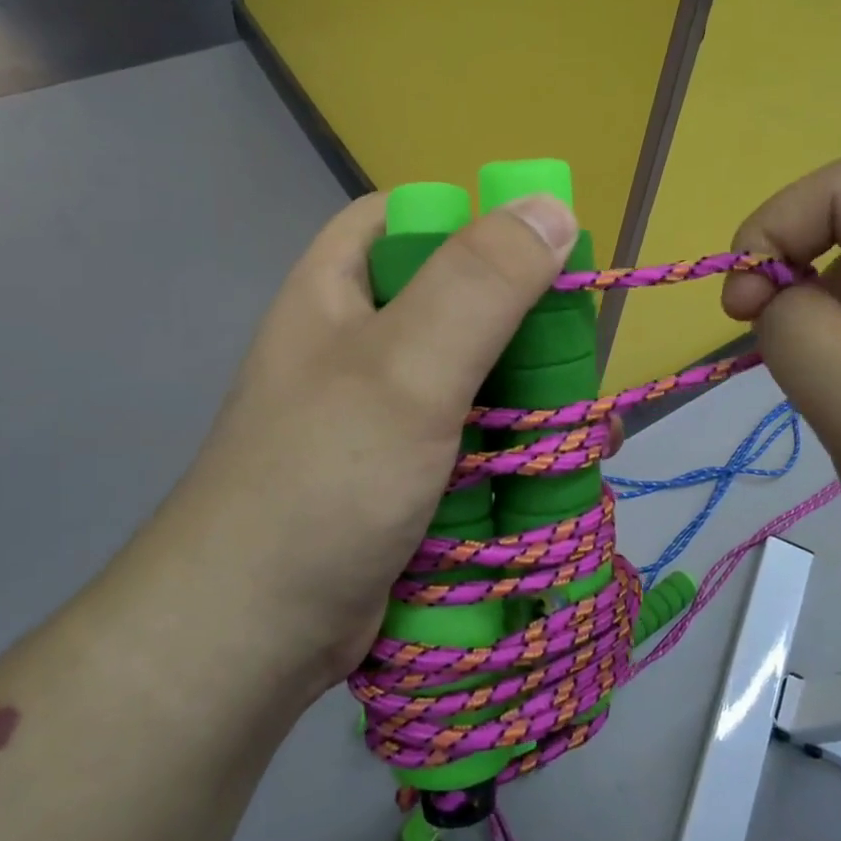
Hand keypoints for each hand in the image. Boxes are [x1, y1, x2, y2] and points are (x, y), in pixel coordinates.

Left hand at [155, 192, 578, 692]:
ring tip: (589, 428)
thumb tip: (552, 207)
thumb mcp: (405, 368)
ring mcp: (380, 411)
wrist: (252, 634)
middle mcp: (358, 341)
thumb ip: (479, 284)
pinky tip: (559, 469)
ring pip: (473, 376)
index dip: (476, 224)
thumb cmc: (325, 478)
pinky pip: (471, 438)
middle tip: (576, 358)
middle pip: (456, 301)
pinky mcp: (402, 470)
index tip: (542, 258)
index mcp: (339, 289)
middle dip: (523, 327)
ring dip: (530, 397)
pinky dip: (514, 447)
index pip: (409, 218)